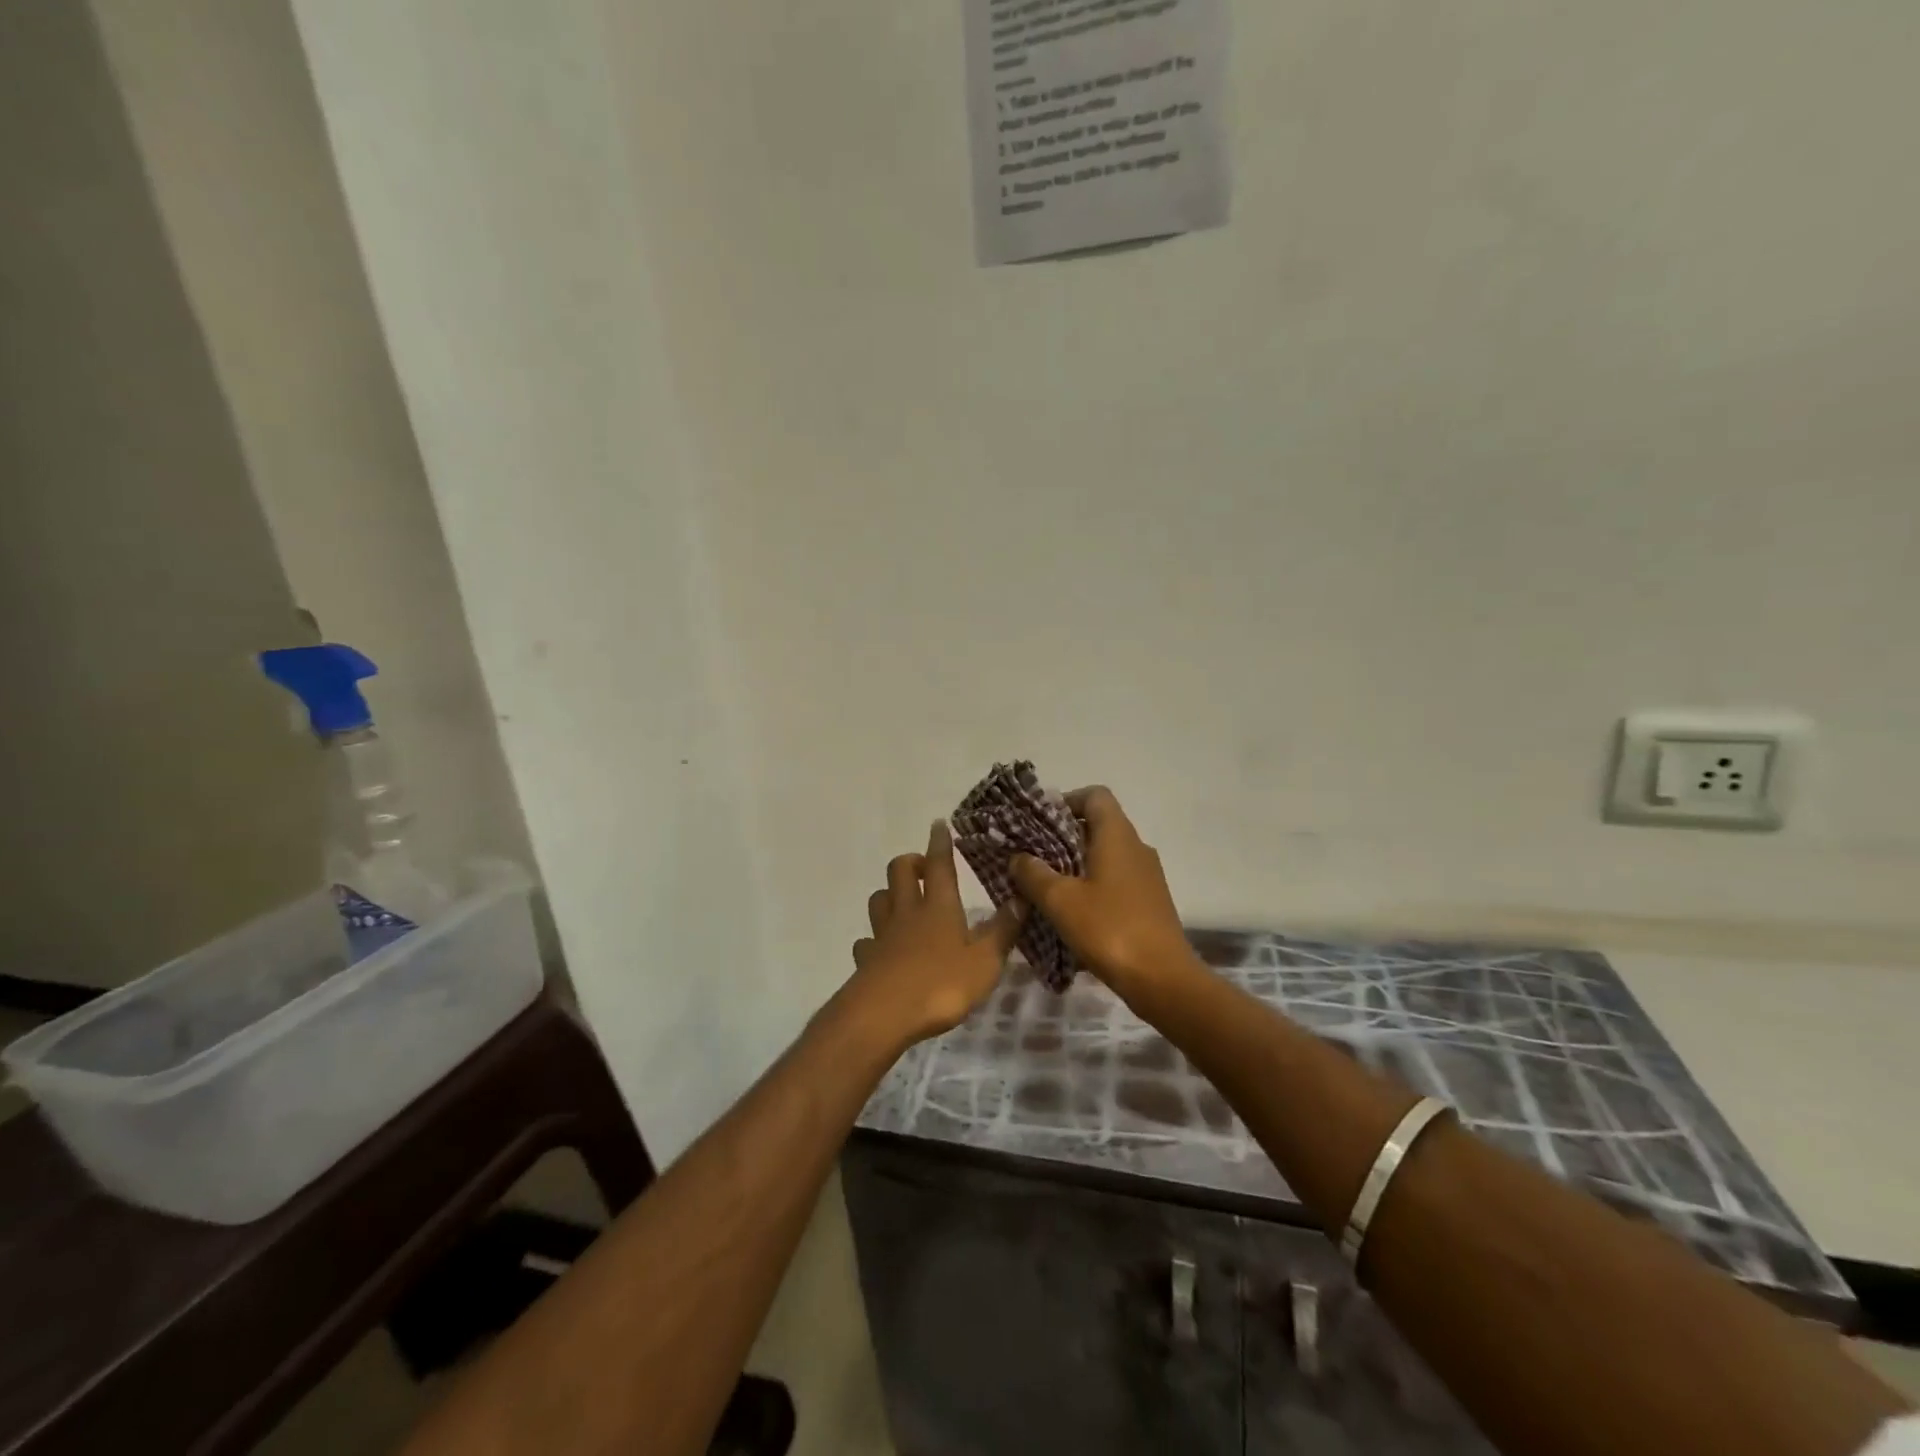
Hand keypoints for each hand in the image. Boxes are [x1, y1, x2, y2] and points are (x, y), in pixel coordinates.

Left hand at [847, 820, 1026, 1048]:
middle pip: (899, 871)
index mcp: (939, 907)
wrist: (884, 1014)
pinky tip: (881, 950)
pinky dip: (873, 940)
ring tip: (903, 903)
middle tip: (924, 868)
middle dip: (910, 862)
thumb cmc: (941, 985)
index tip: (938, 824)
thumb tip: (1021, 899)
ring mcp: (882, 935)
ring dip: (889, 894)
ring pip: (879, 899)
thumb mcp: (985, 962)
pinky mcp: (866, 960)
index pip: (939, 864)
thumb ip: (1002, 931)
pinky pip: (866, 941)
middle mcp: (908, 912)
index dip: (940, 843)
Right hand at [1009, 786, 1195, 994]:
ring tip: (1045, 888)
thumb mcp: (1060, 900)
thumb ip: (1034, 874)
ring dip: (1075, 865)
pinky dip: (1092, 887)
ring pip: (1105, 855)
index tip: (1039, 824)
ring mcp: (1147, 876)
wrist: (1163, 980)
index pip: (1095, 795)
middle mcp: (1136, 847)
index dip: (1066, 801)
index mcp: (1117, 835)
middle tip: (1032, 858)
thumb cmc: (1109, 929)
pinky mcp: (1149, 902)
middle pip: (1098, 825)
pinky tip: (1071, 914)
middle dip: (1062, 838)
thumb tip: (1019, 857)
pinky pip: (1115, 880)